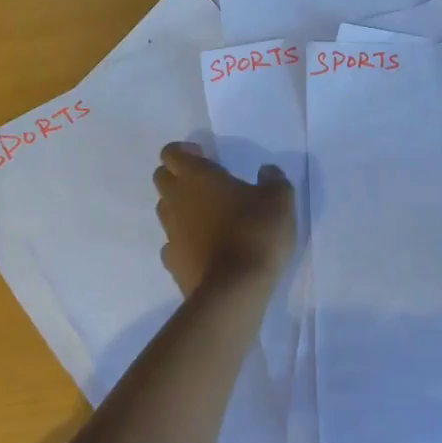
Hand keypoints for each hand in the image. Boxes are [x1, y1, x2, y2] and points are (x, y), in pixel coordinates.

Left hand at [153, 142, 295, 294]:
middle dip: (178, 176)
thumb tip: (267, 171)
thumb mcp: (279, 199)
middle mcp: (176, 200)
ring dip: (181, 208)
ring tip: (209, 217)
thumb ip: (273, 179)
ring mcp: (171, 234)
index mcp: (196, 176)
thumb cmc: (256, 232)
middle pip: (162, 178)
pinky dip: (184, 241)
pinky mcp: (172, 263)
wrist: (235, 291)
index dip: (185, 151)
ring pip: (165, 210)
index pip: (171, 152)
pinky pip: (172, 244)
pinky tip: (205, 248)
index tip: (207, 157)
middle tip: (208, 185)